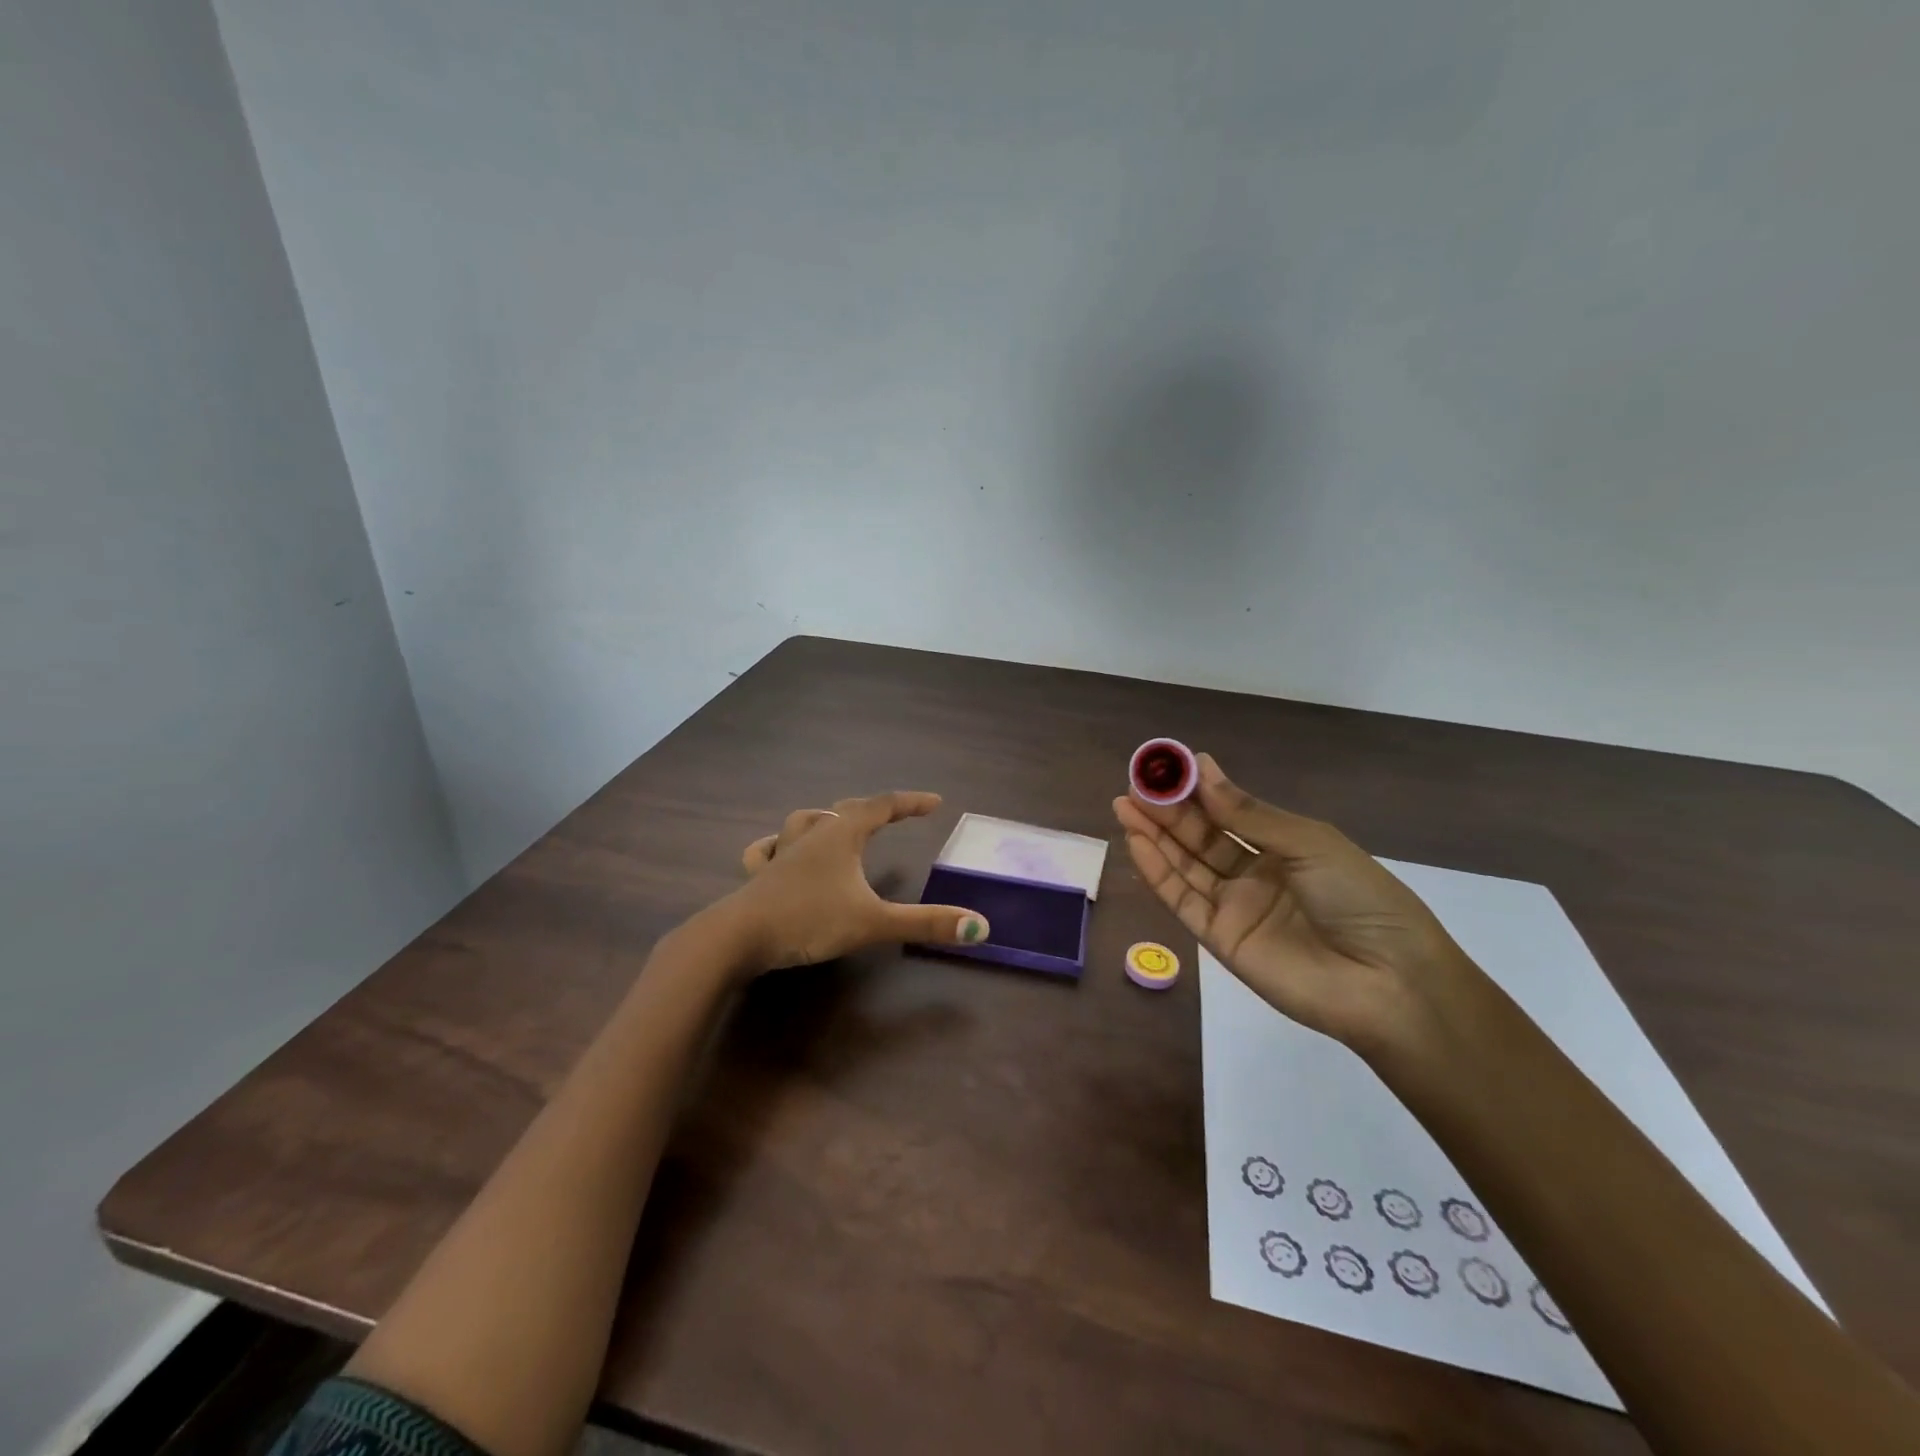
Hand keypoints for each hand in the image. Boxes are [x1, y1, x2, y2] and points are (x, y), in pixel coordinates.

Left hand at [727, 791, 989, 971]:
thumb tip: (981, 926)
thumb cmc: (809, 920)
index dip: (911, 802)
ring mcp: (781, 853)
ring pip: (805, 821)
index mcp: (841, 835)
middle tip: (895, 815)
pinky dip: (779, 846)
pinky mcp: (759, 876)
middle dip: (875, 809)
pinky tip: (778, 853)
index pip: (883, 806)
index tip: (935, 802)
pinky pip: (768, 850)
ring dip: (826, 819)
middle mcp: (812, 835)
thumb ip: (925, 923)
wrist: (737, 938)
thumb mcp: (873, 922)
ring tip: (837, 825)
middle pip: (846, 809)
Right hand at [1113, 754, 1468, 1046]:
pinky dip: (1158, 871)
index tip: (1169, 766)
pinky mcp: (1218, 938)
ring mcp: (1235, 907)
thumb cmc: (1358, 898)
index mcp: (1284, 847)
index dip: (1199, 791)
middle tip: (1136, 784)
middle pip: (1201, 837)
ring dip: (1154, 835)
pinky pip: (1182, 899)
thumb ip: (1247, 814)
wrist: (1388, 981)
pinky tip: (1138, 842)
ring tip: (1125, 804)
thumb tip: (1203, 770)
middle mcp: (1255, 874)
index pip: (1229, 813)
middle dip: (1168, 809)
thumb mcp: (1308, 843)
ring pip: (1185, 864)